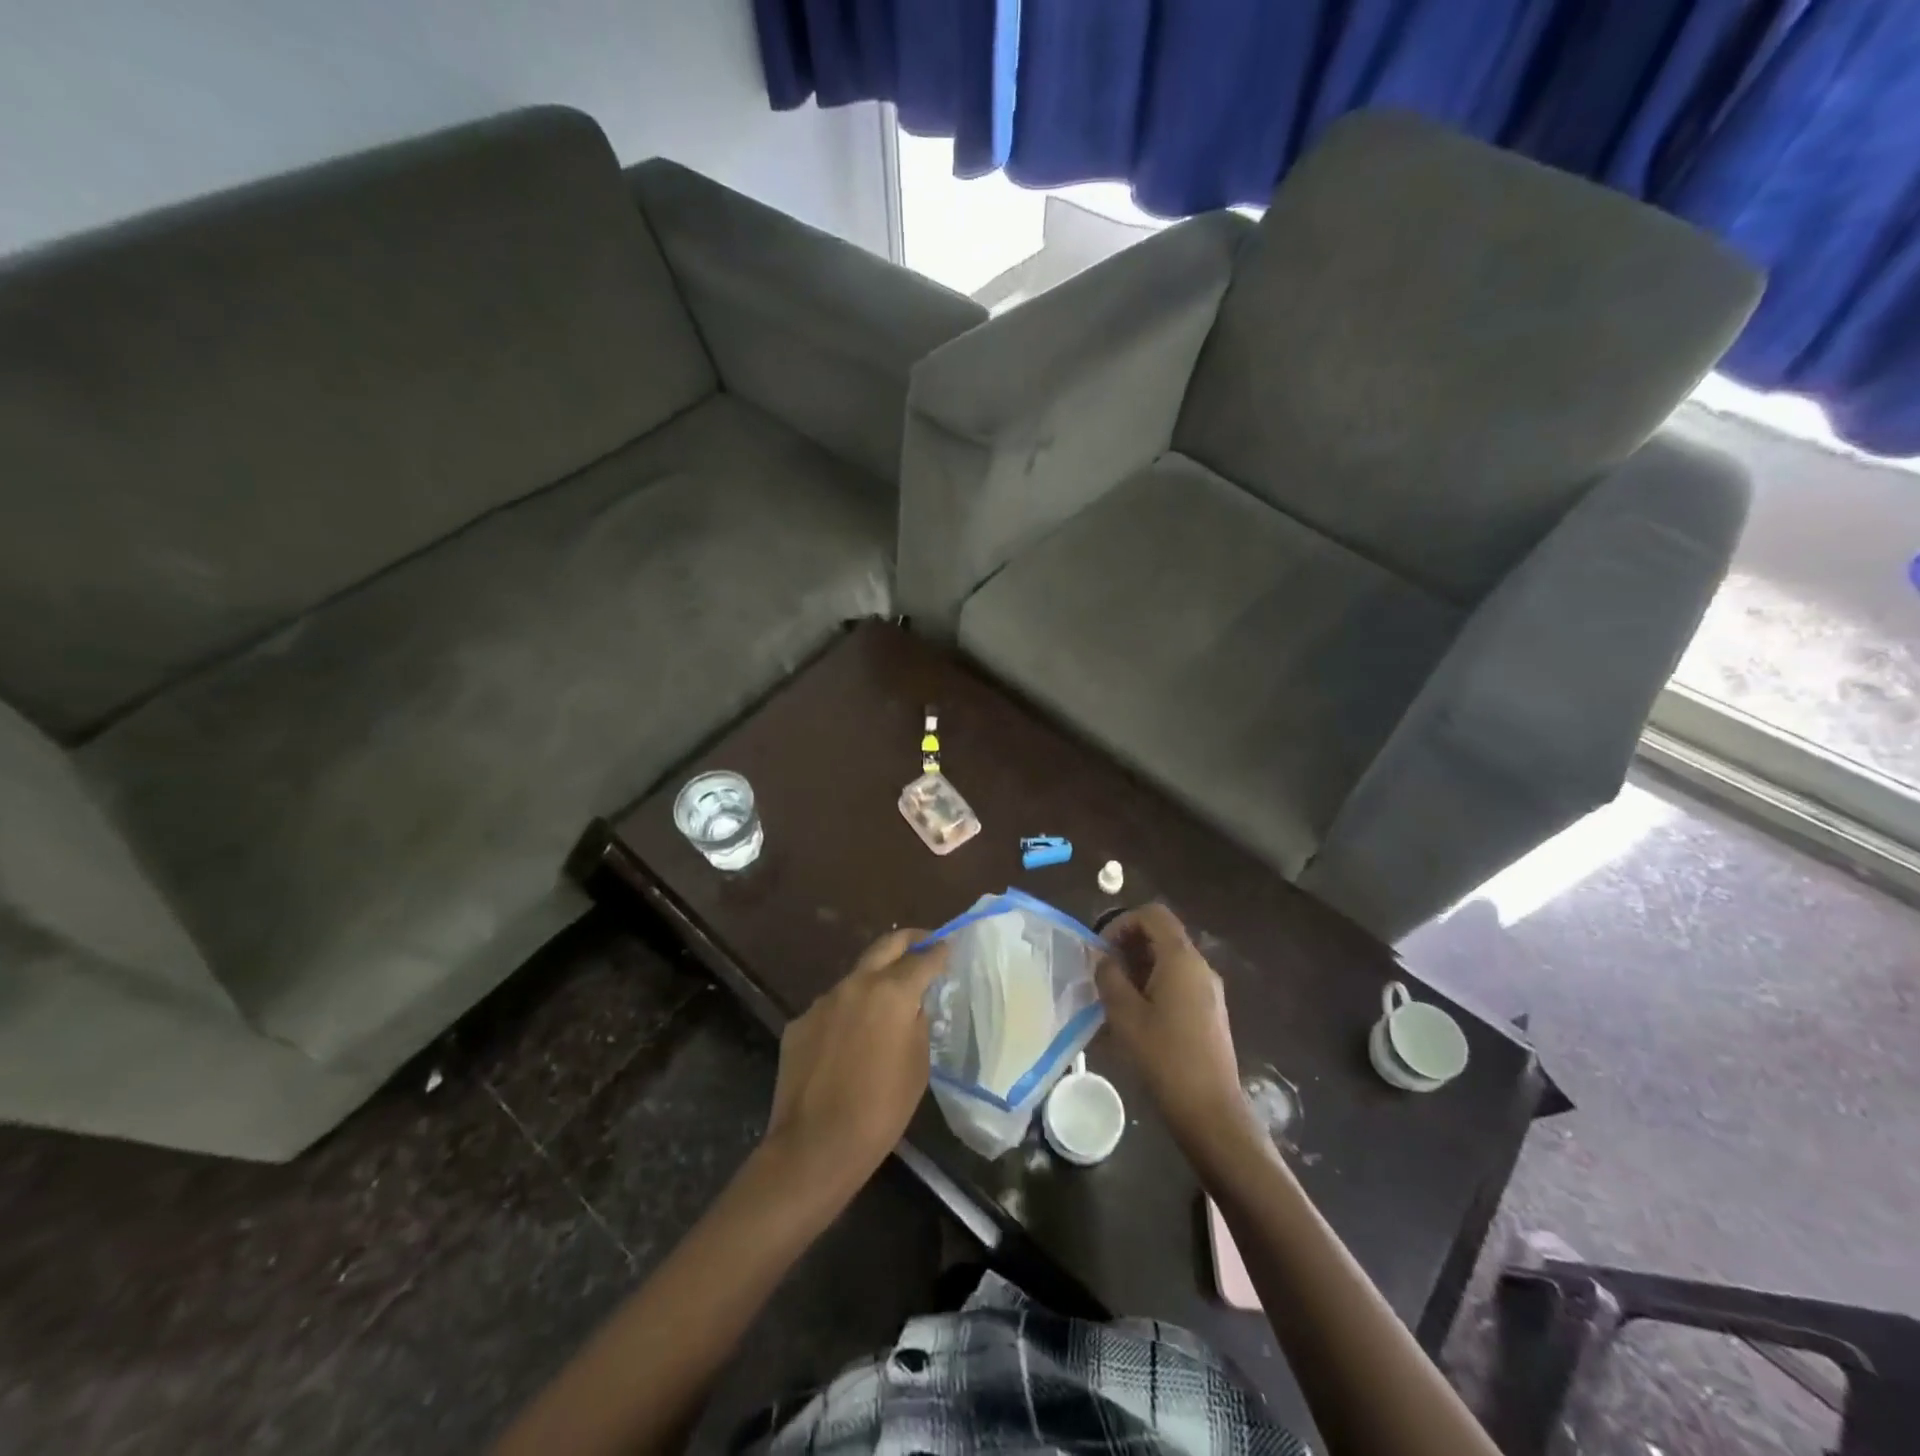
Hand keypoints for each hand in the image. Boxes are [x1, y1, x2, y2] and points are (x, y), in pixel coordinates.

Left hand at [761, 929, 948, 1194]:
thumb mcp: (918, 1066)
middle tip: (923, 942)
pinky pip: (831, 1008)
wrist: (814, 1146)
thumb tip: (914, 1006)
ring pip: (855, 978)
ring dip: (874, 981)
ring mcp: (823, 1001)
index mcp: (892, 992)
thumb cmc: (880, 1110)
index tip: (948, 946)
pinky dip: (847, 1014)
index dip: (939, 951)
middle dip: (908, 940)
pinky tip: (849, 1041)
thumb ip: (918, 1023)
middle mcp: (855, 984)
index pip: (923, 958)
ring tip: (886, 1003)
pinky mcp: (799, 1022)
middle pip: (886, 945)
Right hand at [1095, 905, 1253, 1143]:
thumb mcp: (1124, 1015)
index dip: (1123, 921)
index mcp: (1181, 959)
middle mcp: (1200, 966)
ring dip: (1140, 966)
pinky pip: (1179, 981)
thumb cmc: (1164, 1057)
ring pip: (1170, 960)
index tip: (1103, 948)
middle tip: (1104, 971)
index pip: (1153, 915)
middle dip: (1129, 944)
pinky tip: (1137, 1014)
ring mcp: (1209, 989)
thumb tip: (1104, 958)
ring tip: (1115, 994)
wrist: (1210, 1109)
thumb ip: (1109, 977)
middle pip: (1163, 935)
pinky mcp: (1210, 1011)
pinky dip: (1155, 983)